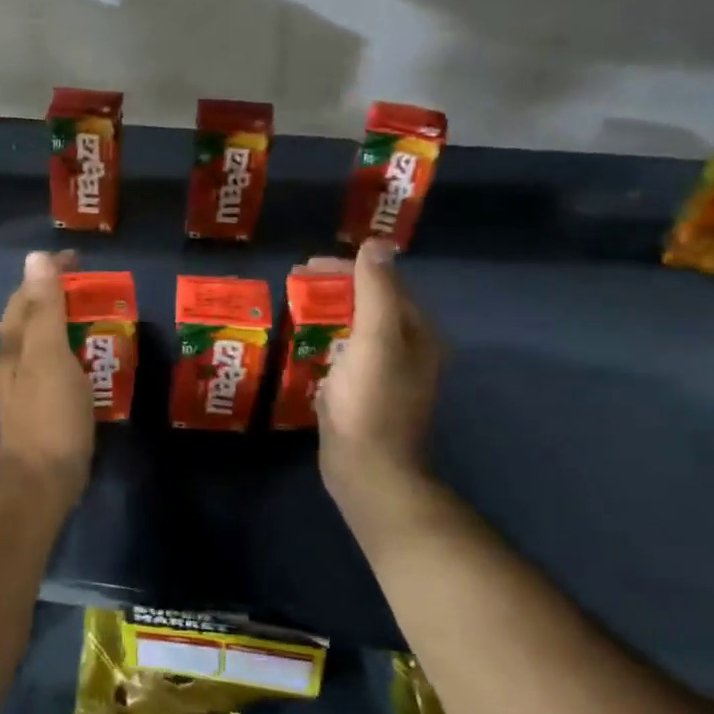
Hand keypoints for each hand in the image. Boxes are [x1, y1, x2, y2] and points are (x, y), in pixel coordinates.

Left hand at [0, 249, 93, 509]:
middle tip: (97, 289)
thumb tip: (35, 257)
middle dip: (60, 296)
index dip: (51, 272)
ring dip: (67, 325)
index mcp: (14, 342)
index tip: (80, 259)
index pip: (28, 293)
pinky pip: (56, 367)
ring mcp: (24, 386)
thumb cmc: (48, 416)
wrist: (39, 485)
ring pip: (43, 342)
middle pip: (33, 316)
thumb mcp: (49, 356)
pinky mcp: (40, 408)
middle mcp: (13, 359)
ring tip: (100, 319)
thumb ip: (45, 309)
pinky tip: (93, 363)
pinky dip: (73, 354)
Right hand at [314, 239, 441, 516]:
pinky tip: (304, 342)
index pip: (384, 283)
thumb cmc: (371, 403)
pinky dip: (325, 338)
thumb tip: (378, 243)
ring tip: (295, 305)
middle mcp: (408, 349)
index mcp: (417, 333)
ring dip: (328, 312)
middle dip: (335, 288)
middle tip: (295, 282)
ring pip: (357, 327)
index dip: (347, 268)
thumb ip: (376, 291)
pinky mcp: (364, 392)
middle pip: (371, 303)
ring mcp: (386, 373)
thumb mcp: (376, 340)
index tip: (306, 265)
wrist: (367, 470)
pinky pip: (345, 352)